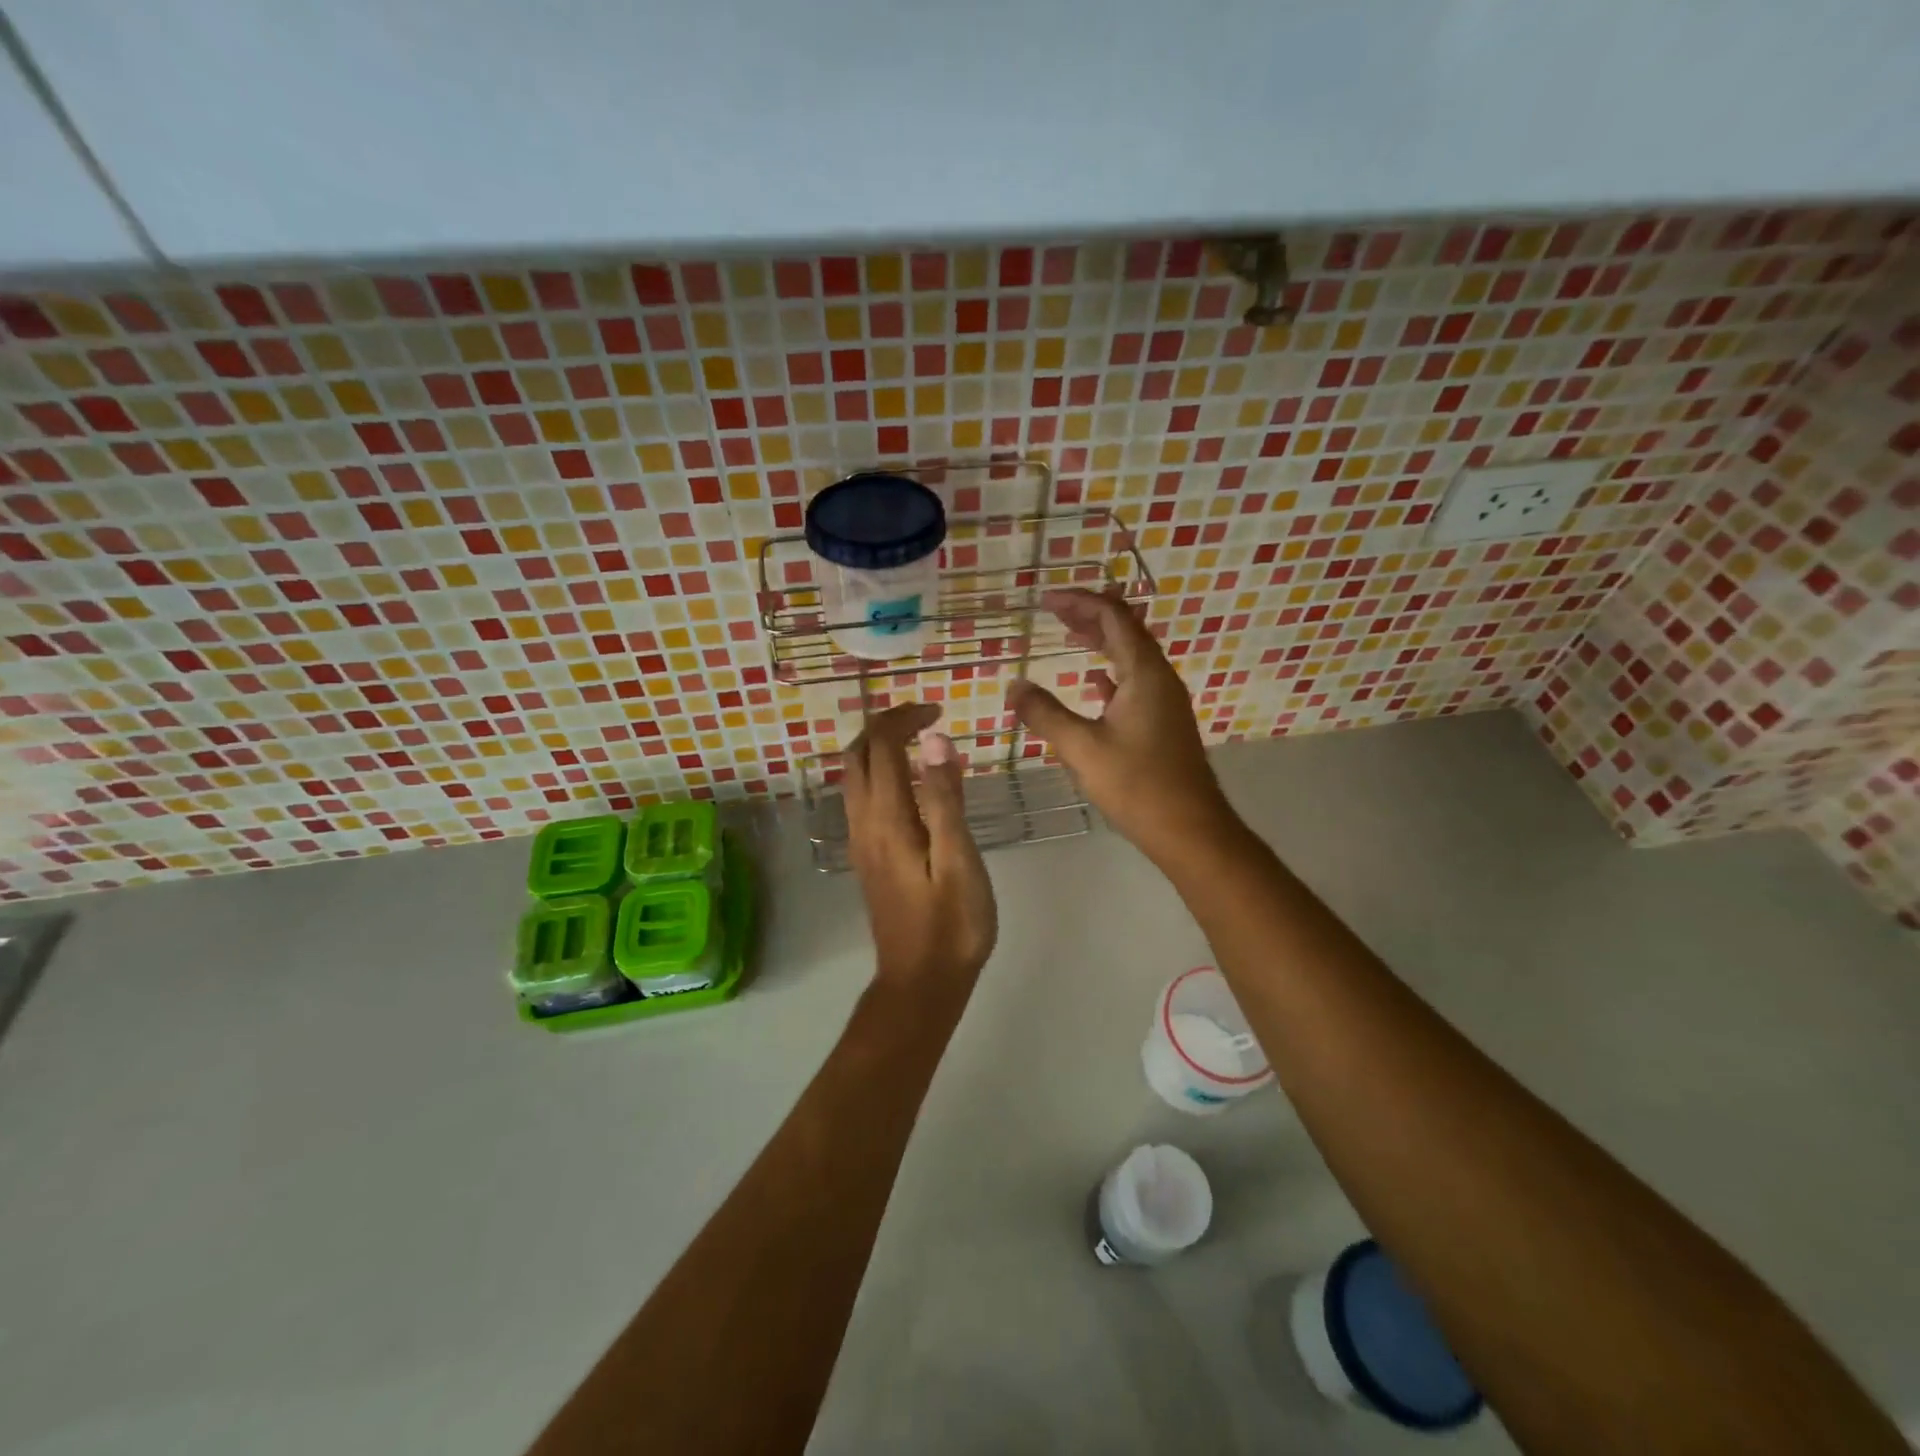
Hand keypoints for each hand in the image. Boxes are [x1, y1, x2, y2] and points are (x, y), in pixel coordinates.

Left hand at [843, 703, 996, 998]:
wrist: (921, 981)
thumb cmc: (952, 924)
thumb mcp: (959, 859)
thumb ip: (945, 798)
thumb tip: (935, 740)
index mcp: (887, 819)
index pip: (882, 746)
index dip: (905, 718)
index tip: (939, 710)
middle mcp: (863, 823)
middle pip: (857, 755)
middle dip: (886, 724)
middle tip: (927, 718)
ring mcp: (861, 841)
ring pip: (853, 775)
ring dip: (878, 746)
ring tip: (917, 740)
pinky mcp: (867, 856)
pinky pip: (861, 796)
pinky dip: (878, 771)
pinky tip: (909, 782)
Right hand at [1006, 590, 1238, 863]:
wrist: (1189, 828)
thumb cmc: (1137, 784)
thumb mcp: (1081, 748)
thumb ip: (1045, 714)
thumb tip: (1014, 686)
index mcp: (1144, 673)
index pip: (1113, 617)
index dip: (1080, 602)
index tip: (1045, 601)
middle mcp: (1159, 678)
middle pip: (1126, 630)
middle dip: (1090, 616)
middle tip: (1054, 613)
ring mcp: (1165, 701)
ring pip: (1131, 656)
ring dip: (1101, 642)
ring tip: (1070, 637)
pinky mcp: (1164, 723)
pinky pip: (1136, 682)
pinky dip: (1112, 673)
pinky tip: (1094, 684)